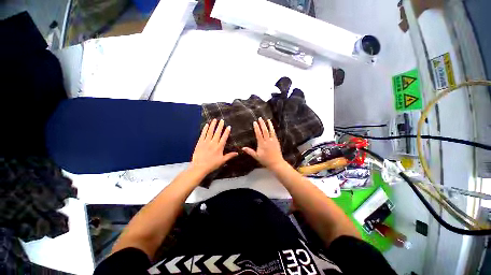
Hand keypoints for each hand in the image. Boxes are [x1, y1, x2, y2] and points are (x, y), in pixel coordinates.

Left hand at [190, 119, 237, 175]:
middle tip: (221, 120)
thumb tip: (237, 153)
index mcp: (219, 147)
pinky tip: (206, 125)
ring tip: (214, 120)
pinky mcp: (200, 143)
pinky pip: (203, 134)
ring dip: (213, 125)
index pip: (224, 137)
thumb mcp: (222, 161)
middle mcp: (213, 143)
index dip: (226, 132)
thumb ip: (229, 156)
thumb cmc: (212, 164)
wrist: (199, 167)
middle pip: (217, 133)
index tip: (228, 126)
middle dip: (220, 126)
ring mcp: (206, 142)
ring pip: (210, 132)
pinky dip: (205, 129)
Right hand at [242, 117, 286, 170]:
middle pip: (264, 131)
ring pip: (271, 131)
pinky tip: (272, 126)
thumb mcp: (256, 156)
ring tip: (267, 120)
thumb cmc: (265, 160)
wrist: (276, 163)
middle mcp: (267, 141)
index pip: (258, 134)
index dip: (256, 128)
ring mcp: (273, 140)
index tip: (255, 122)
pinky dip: (273, 129)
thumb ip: (250, 151)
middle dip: (262, 124)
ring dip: (269, 125)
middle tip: (260, 118)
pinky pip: (274, 134)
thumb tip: (243, 148)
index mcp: (262, 144)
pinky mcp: (276, 141)